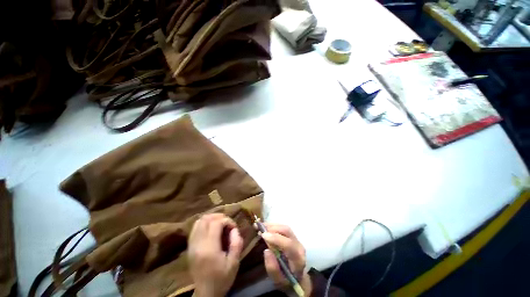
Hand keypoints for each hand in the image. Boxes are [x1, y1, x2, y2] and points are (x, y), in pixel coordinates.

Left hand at [188, 213, 242, 296]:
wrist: (205, 293)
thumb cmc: (222, 279)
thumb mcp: (234, 263)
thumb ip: (236, 243)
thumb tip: (234, 229)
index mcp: (209, 248)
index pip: (216, 223)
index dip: (227, 220)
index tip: (234, 227)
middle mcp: (198, 244)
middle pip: (206, 219)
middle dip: (219, 217)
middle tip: (227, 223)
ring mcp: (192, 245)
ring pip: (199, 221)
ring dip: (211, 218)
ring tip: (220, 223)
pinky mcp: (190, 247)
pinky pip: (195, 228)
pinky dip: (204, 223)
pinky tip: (211, 228)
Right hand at [260, 223, 311, 295]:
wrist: (297, 279)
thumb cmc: (287, 281)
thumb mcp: (278, 281)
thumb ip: (273, 268)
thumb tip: (266, 251)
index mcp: (298, 259)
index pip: (288, 245)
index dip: (275, 238)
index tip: (263, 235)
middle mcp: (299, 246)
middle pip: (287, 231)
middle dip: (272, 228)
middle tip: (259, 228)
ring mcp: (297, 240)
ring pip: (285, 227)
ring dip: (272, 225)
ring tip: (261, 226)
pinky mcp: (293, 237)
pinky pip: (283, 228)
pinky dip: (274, 226)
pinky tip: (266, 227)